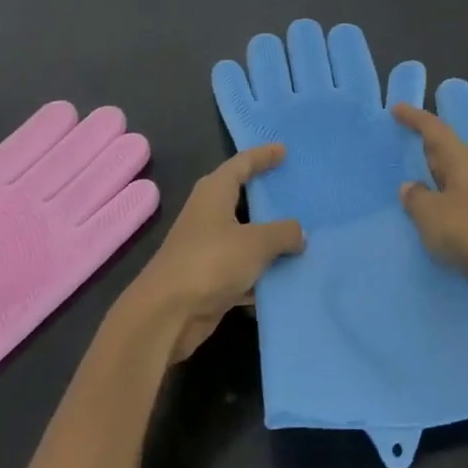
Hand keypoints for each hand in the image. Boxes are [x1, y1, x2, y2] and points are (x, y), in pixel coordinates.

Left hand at [124, 144, 305, 362]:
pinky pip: (243, 268)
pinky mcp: (208, 278)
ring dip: (269, 238)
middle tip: (295, 190)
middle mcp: (209, 214)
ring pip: (245, 235)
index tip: (284, 150)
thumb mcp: (256, 243)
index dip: (263, 155)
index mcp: (215, 192)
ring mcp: (207, 247)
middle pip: (242, 198)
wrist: (165, 316)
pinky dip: (261, 270)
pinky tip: (286, 277)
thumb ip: (283, 233)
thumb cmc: (210, 262)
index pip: (242, 163)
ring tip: (302, 233)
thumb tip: (299, 233)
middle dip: (268, 196)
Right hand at [393, 104, 467, 318]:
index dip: (415, 118)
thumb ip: (416, 198)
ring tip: (407, 183)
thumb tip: (409, 187)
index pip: (435, 131)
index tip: (396, 109)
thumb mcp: (433, 214)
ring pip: (450, 182)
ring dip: (431, 179)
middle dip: (423, 146)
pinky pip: (454, 208)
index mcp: (461, 163)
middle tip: (398, 142)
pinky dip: (438, 207)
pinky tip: (427, 220)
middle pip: (445, 153)